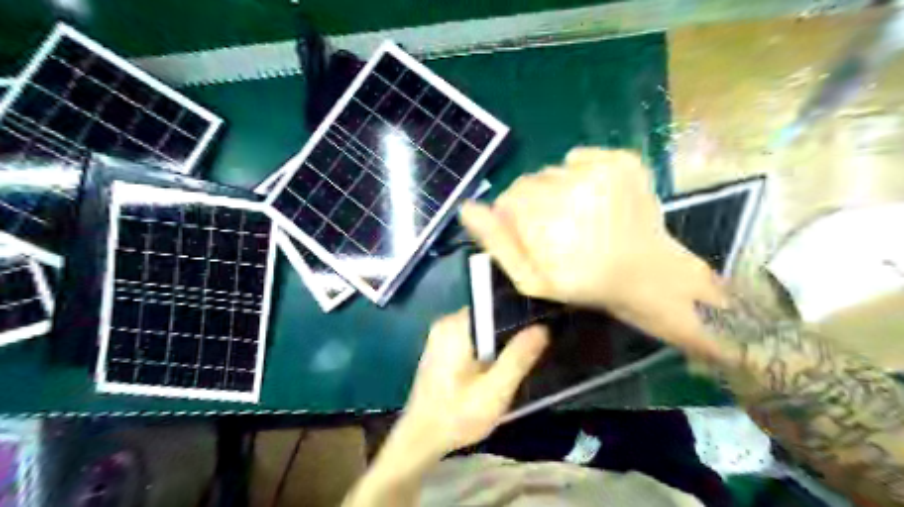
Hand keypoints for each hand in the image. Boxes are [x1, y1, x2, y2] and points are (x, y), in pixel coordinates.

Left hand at [397, 306, 551, 460]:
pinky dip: (487, 349)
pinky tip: (497, 367)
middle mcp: (446, 322)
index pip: (496, 304)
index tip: (541, 327)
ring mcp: (441, 334)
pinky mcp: (442, 347)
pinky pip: (473, 338)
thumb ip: (518, 358)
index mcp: (456, 325)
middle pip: (490, 316)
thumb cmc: (457, 415)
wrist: (421, 438)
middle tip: (535, 349)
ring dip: (500, 342)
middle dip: (512, 331)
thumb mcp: (495, 391)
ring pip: (482, 329)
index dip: (521, 314)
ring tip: (521, 358)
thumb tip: (542, 327)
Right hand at [463, 148, 724, 355]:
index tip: (534, 237)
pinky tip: (594, 198)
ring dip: (556, 189)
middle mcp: (570, 188)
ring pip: (552, 170)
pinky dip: (579, 173)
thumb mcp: (531, 279)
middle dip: (534, 203)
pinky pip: (579, 156)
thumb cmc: (583, 283)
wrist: (647, 273)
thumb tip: (467, 208)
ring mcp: (600, 170)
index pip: (507, 200)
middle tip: (558, 228)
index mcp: (545, 221)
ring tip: (579, 215)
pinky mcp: (622, 160)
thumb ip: (497, 243)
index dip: (515, 219)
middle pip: (528, 182)